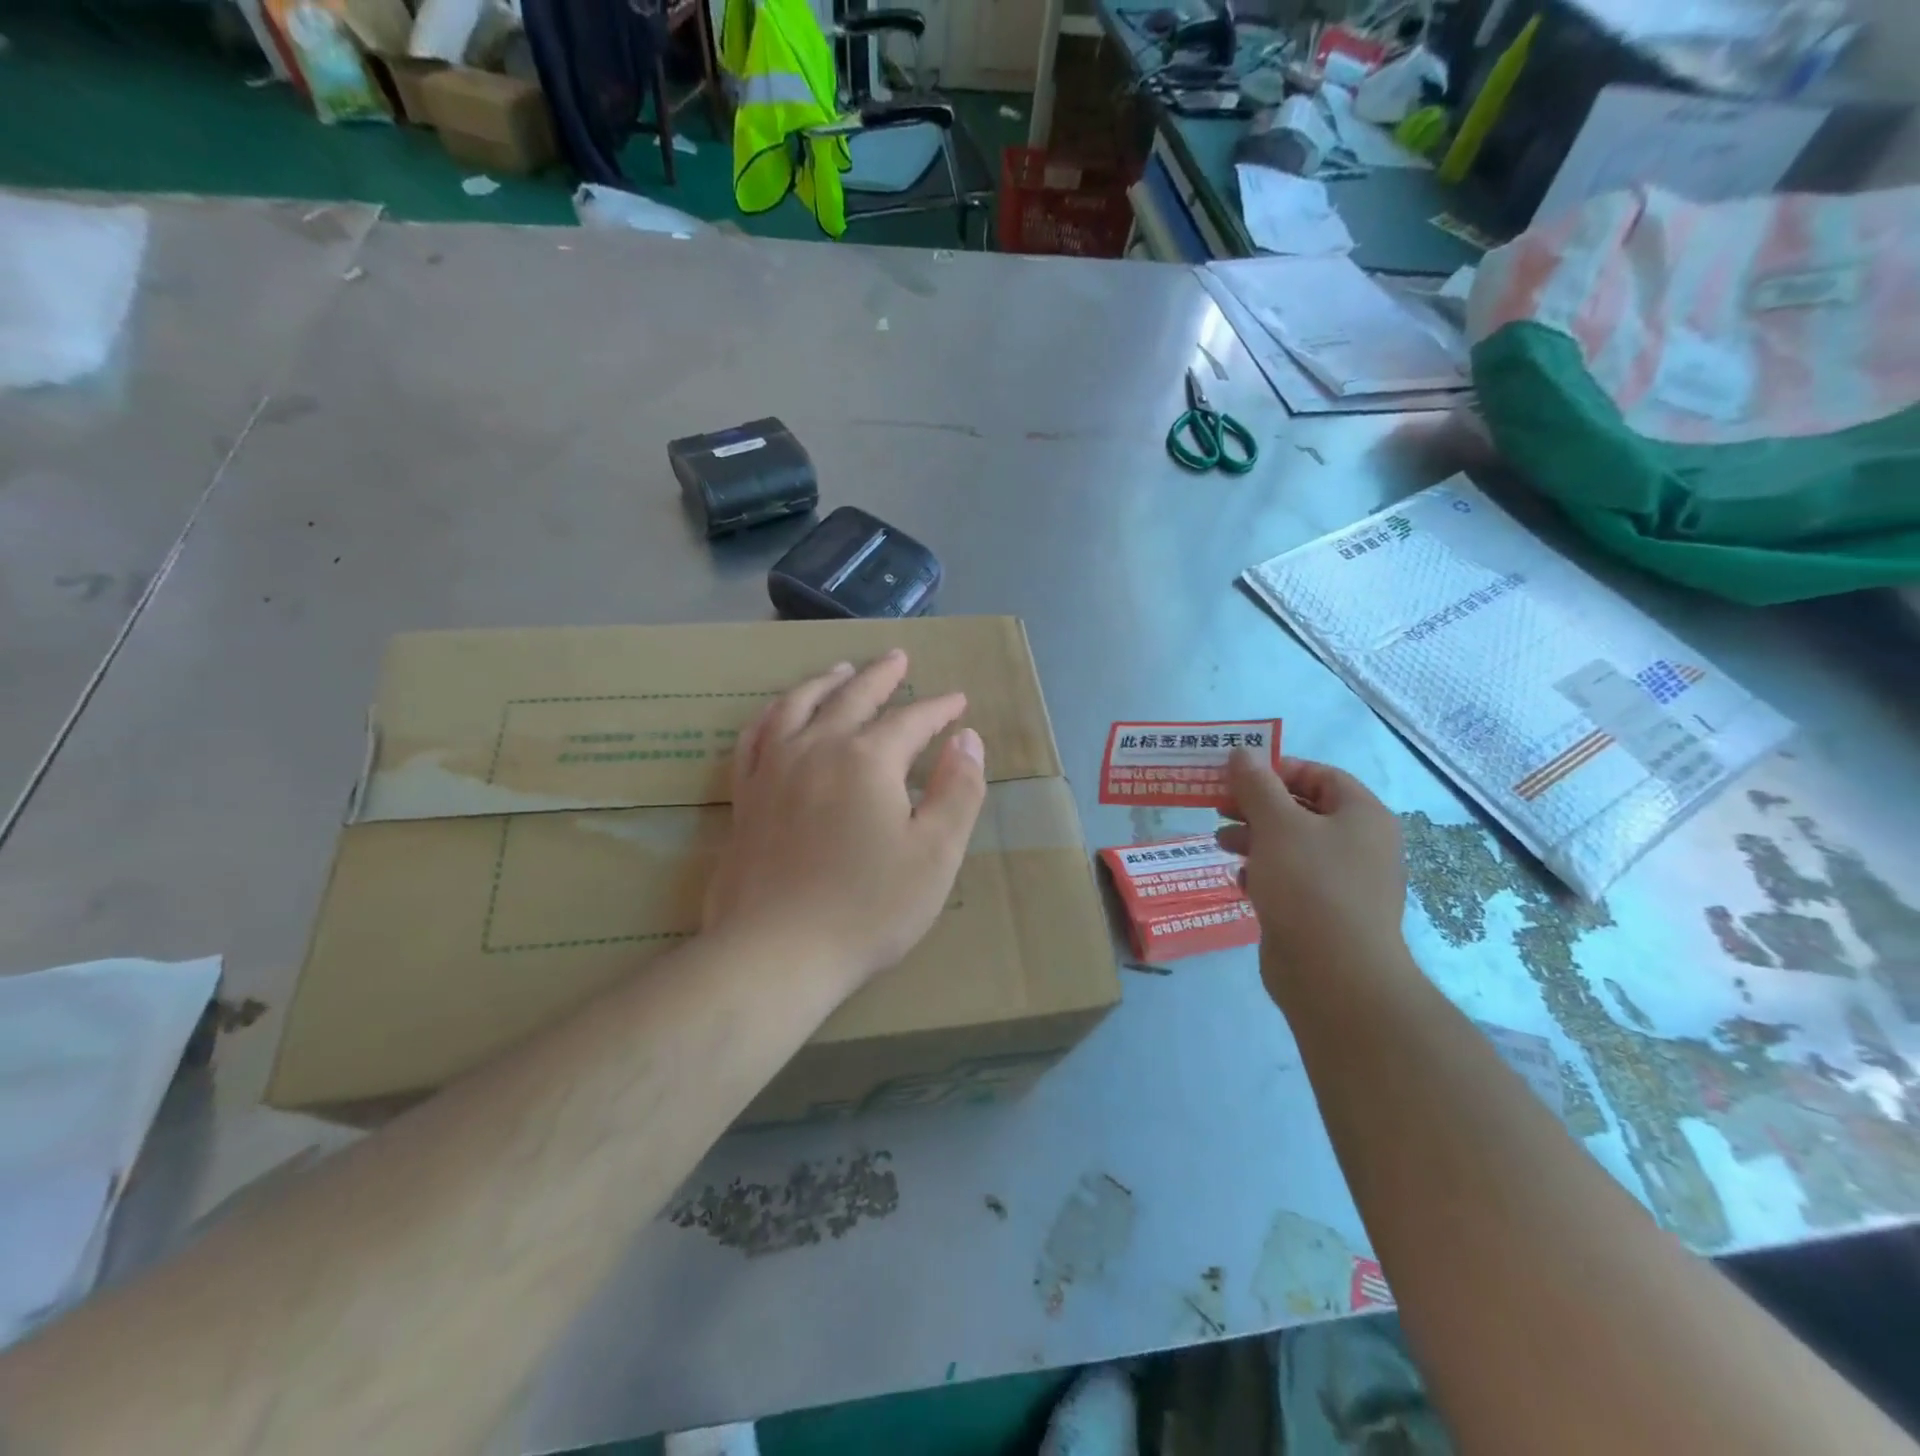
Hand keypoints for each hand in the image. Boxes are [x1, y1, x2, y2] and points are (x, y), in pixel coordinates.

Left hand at [703, 649, 987, 996]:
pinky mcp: (746, 796)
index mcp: (868, 759)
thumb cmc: (868, 907)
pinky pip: (755, 737)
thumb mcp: (935, 853)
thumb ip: (957, 790)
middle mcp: (817, 748)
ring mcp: (774, 769)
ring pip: (799, 705)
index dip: (939, 709)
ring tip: (842, 669)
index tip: (957, 702)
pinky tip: (779, 712)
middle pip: (853, 697)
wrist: (777, 953)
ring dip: (825, 682)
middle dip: (881, 676)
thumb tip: (967, 739)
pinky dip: (773, 714)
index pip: (912, 720)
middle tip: (898, 658)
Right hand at [1217, 750, 1410, 1006]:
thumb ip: (1257, 785)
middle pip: (1303, 809)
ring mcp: (1344, 882)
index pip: (1320, 775)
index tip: (1236, 776)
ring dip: (1254, 838)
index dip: (1277, 770)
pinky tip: (1240, 881)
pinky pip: (1291, 879)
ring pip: (1292, 845)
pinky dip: (1264, 872)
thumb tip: (1243, 752)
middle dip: (1257, 806)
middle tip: (1218, 806)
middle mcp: (1360, 844)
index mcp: (1362, 815)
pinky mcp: (1324, 913)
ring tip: (1221, 843)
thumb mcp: (1277, 824)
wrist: (1334, 975)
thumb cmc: (1310, 885)